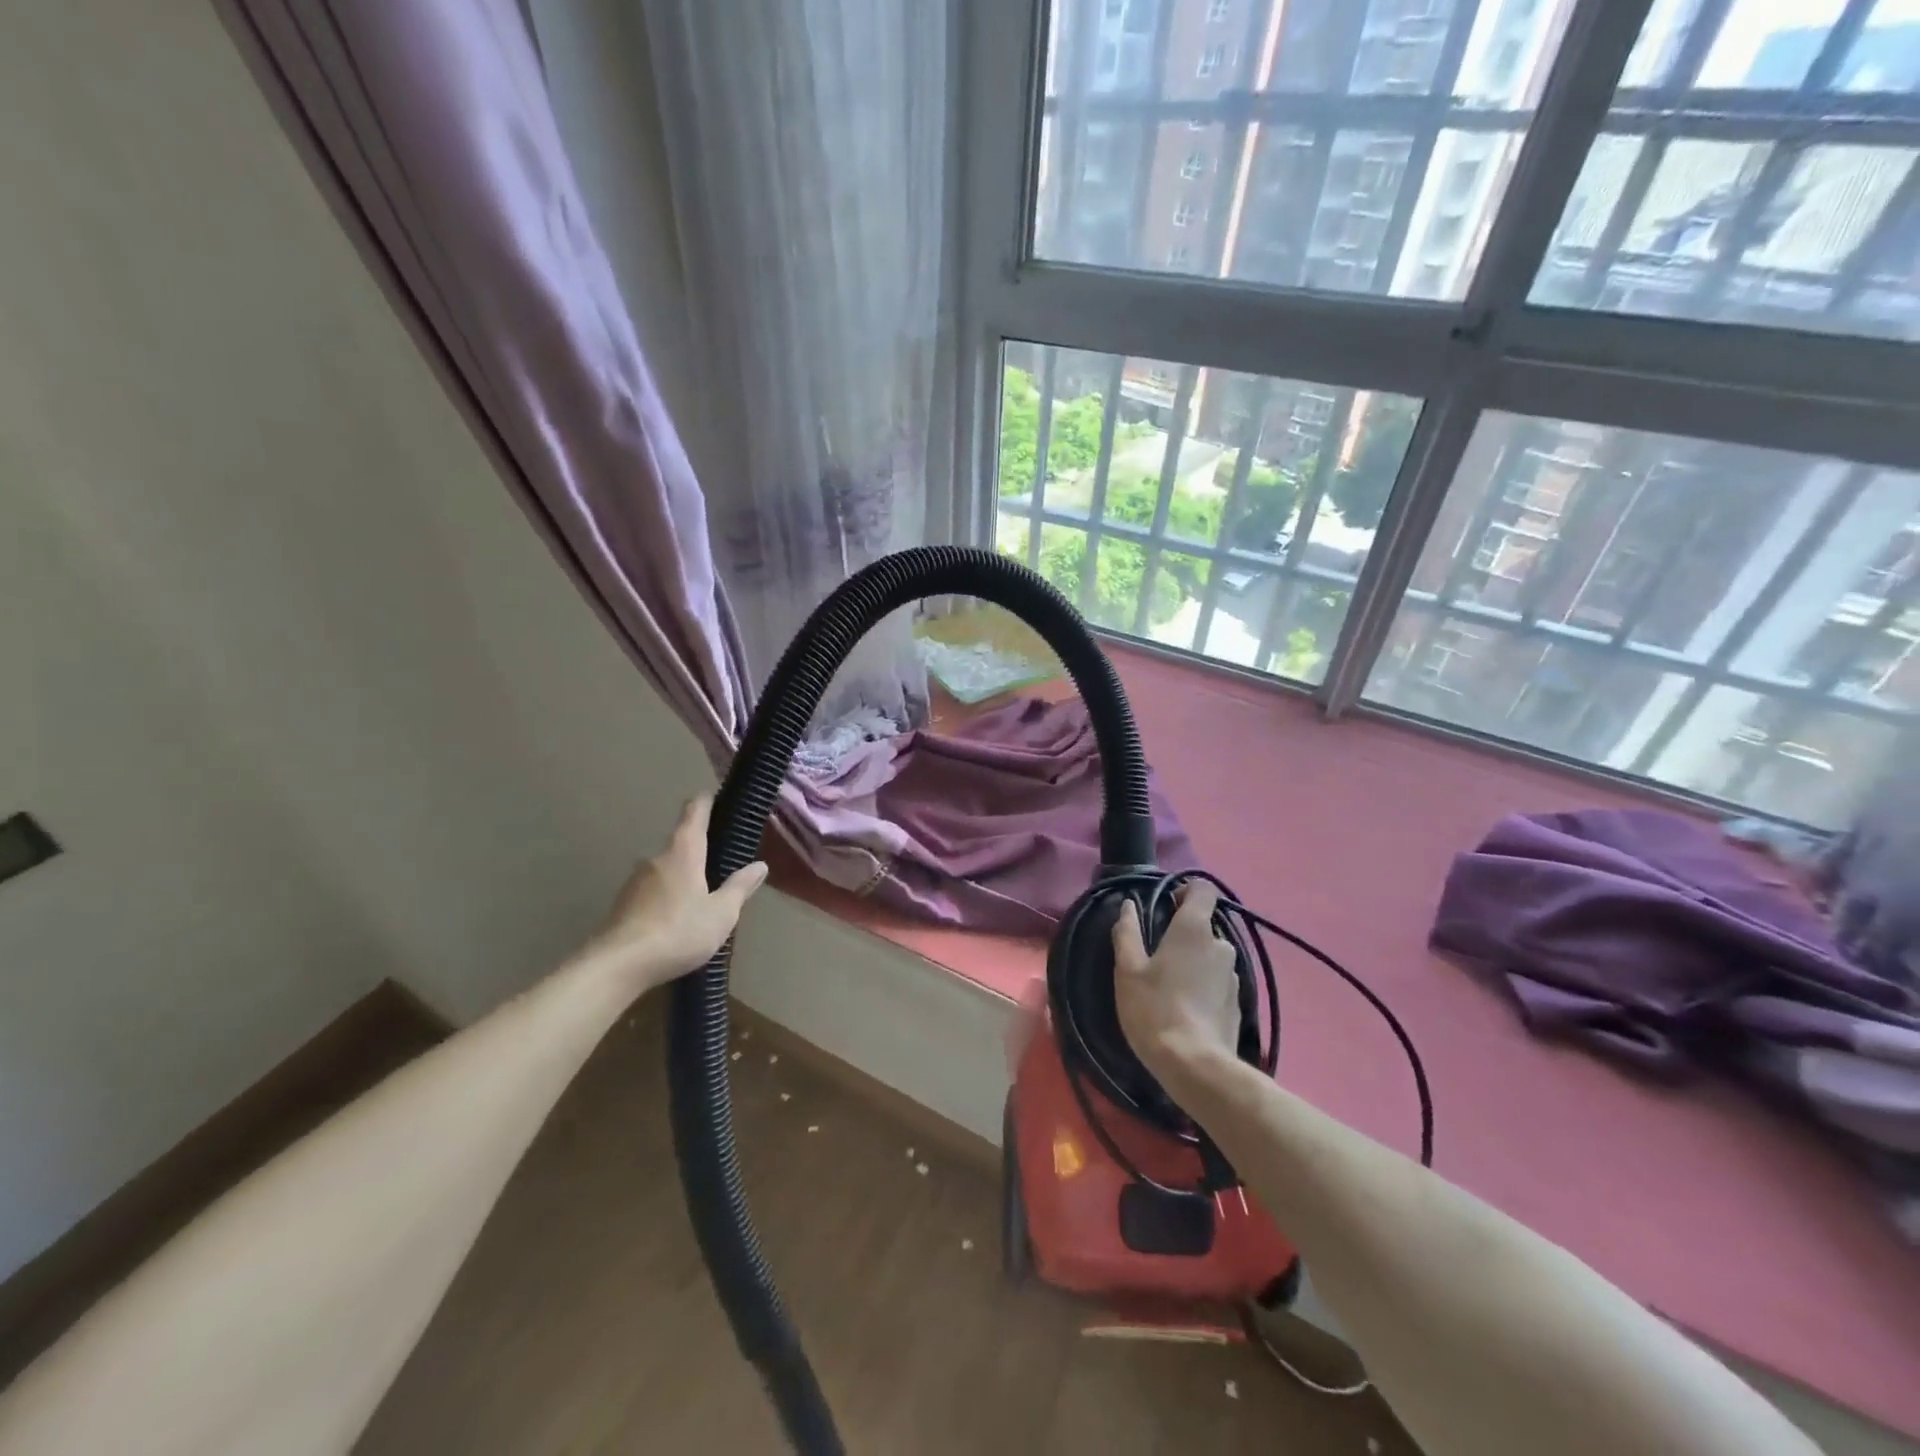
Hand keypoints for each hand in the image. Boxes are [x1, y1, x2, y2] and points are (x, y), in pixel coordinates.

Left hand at [582, 797, 767, 997]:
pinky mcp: (623, 904)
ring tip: (701, 897)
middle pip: (681, 843)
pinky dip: (667, 896)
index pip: (694, 813)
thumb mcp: (721, 913)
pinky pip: (653, 890)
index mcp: (683, 852)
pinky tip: (676, 919)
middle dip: (700, 850)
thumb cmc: (678, 931)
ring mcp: (635, 881)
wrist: (617, 966)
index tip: (714, 797)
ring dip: (683, 876)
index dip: (705, 802)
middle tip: (721, 863)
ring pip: (666, 869)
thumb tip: (760, 865)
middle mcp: (656, 858)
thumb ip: (740, 887)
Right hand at [1112, 881, 1239, 1079]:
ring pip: (1212, 955)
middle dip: (1184, 933)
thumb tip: (1128, 906)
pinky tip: (1186, 1007)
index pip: (1203, 889)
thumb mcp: (1128, 970)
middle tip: (1158, 954)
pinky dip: (1204, 985)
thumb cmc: (1155, 1009)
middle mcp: (1221, 944)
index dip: (1185, 891)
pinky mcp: (1238, 1003)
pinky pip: (1218, 981)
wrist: (1196, 1066)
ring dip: (1195, 961)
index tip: (1165, 906)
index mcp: (1194, 929)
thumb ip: (1127, 932)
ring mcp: (1233, 975)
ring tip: (1171, 985)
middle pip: (1205, 925)